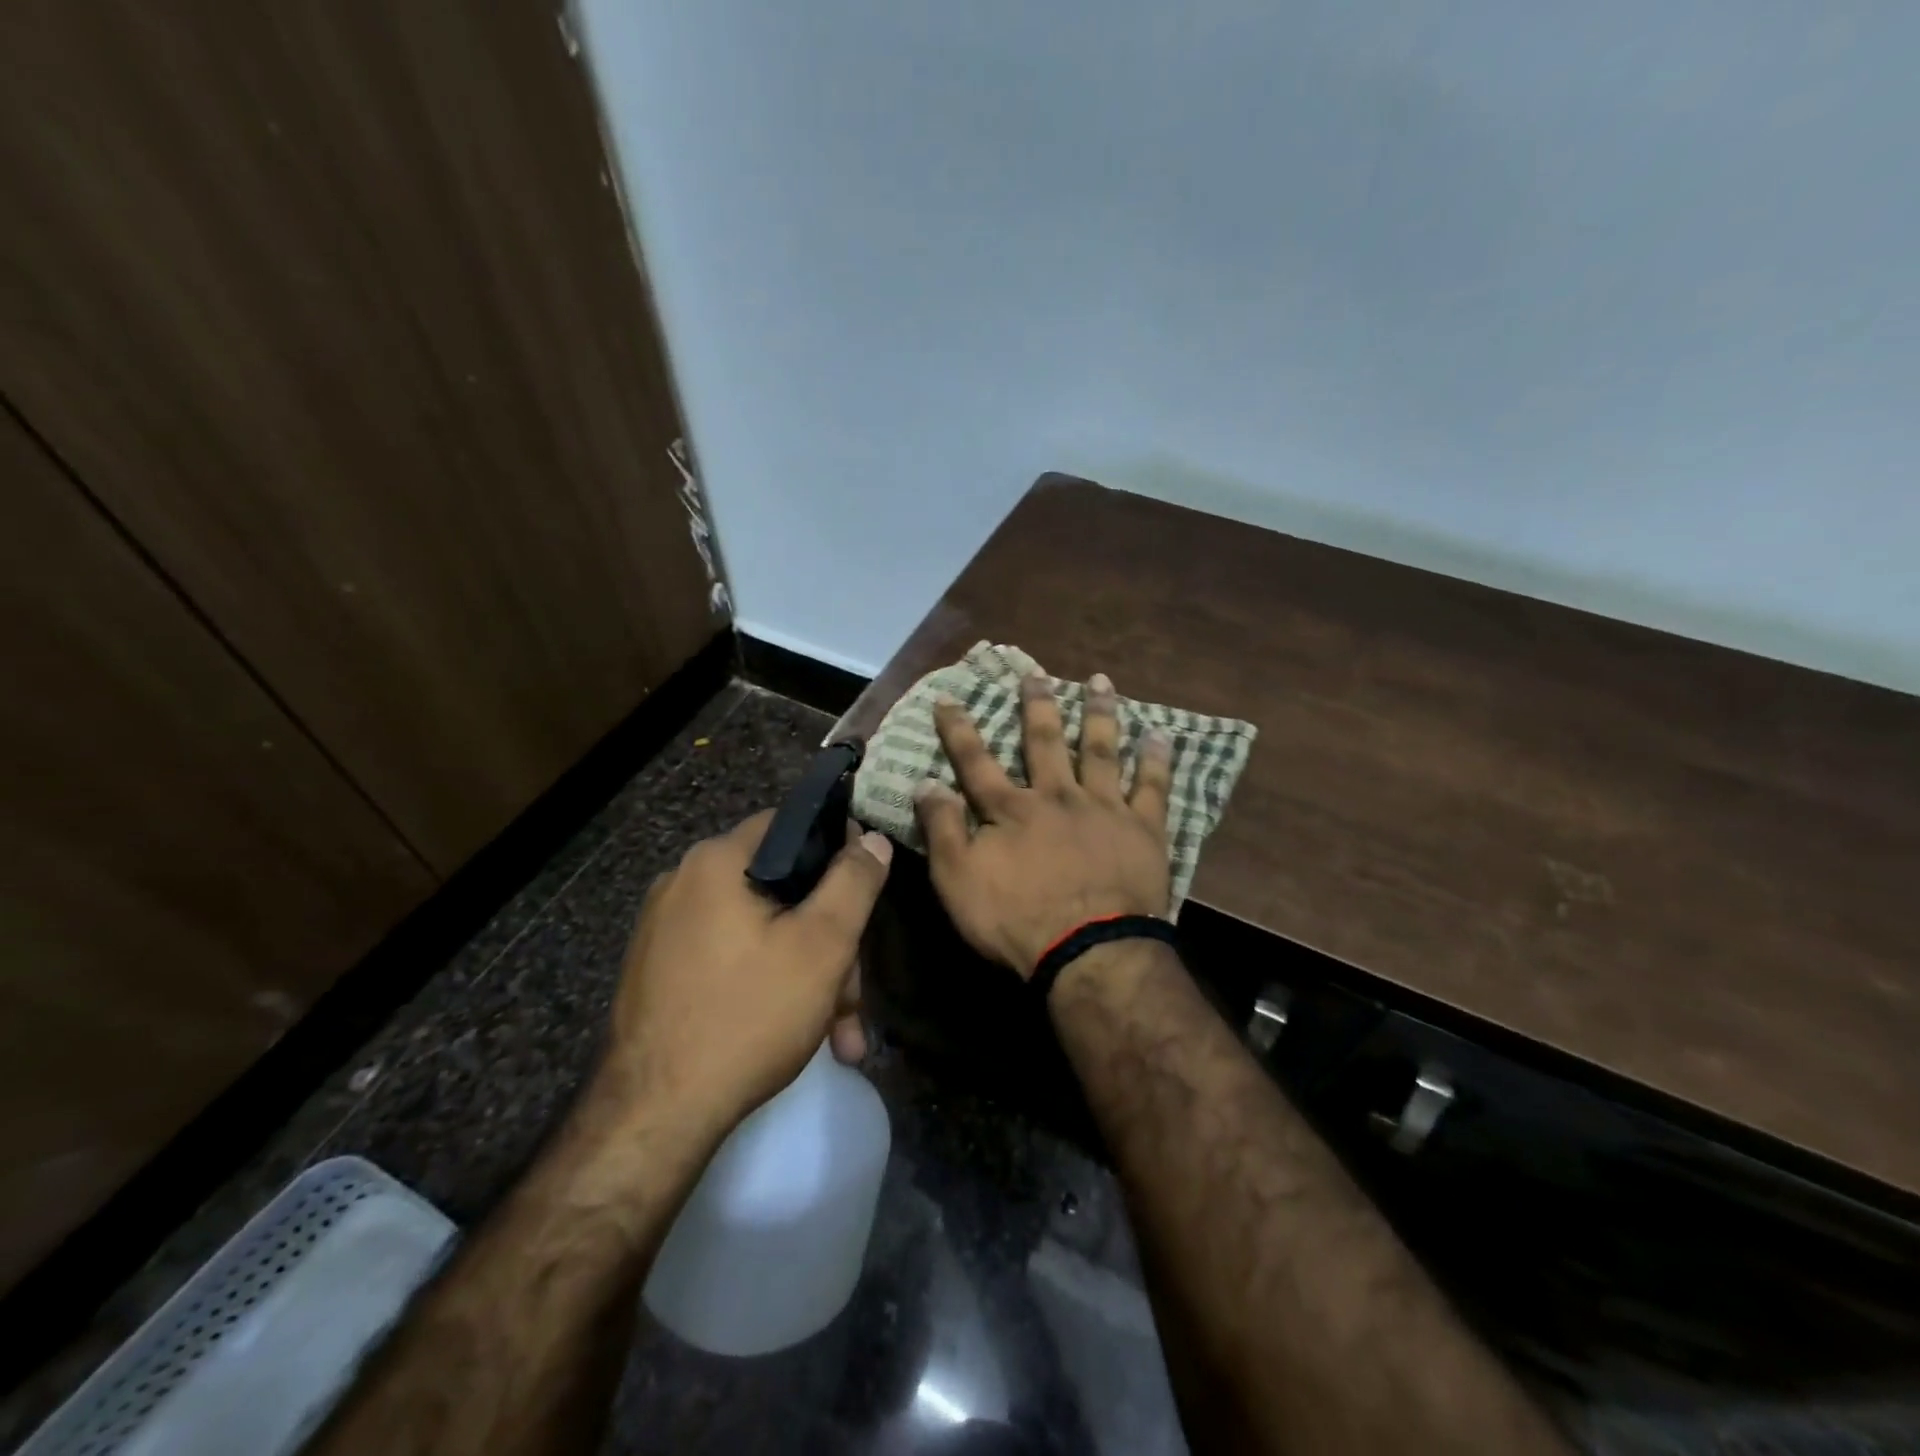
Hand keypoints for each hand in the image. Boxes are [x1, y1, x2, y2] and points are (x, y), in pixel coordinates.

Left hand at [598, 811, 891, 1133]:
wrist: (654, 1116)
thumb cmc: (749, 1015)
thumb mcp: (822, 945)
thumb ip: (854, 882)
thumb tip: (871, 838)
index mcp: (717, 861)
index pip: (791, 823)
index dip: (838, 848)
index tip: (866, 888)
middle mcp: (684, 883)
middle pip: (780, 889)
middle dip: (829, 940)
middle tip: (853, 996)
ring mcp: (666, 930)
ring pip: (761, 932)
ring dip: (807, 974)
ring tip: (840, 1034)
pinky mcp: (660, 971)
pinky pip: (731, 959)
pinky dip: (769, 986)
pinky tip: (801, 1034)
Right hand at [916, 671, 1172, 975]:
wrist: (1090, 950)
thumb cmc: (1017, 920)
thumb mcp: (958, 881)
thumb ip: (943, 829)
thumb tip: (926, 783)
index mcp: (1011, 809)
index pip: (976, 761)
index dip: (959, 729)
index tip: (949, 698)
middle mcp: (1057, 796)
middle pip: (1045, 742)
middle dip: (1037, 706)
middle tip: (1036, 673)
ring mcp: (1104, 808)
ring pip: (1101, 750)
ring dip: (1099, 714)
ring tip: (1101, 681)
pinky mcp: (1143, 828)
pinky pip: (1152, 786)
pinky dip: (1156, 760)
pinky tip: (1158, 734)